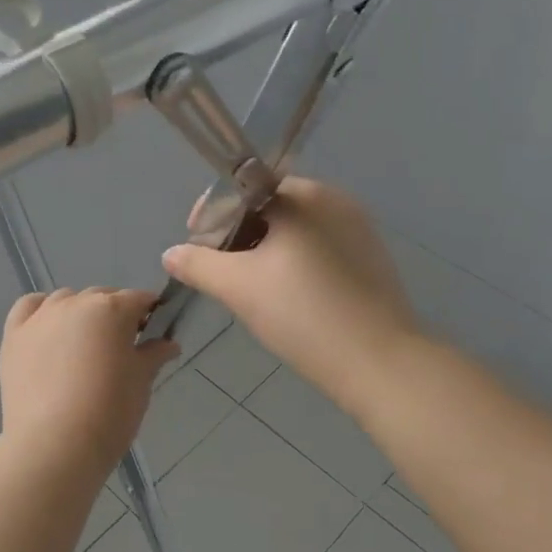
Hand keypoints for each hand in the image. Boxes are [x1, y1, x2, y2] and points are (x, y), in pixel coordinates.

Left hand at [0, 288, 180, 472]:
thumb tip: (168, 344)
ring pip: (66, 300)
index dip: (150, 314)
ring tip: (83, 346)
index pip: (138, 299)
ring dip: (80, 313)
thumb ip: (154, 355)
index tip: (154, 334)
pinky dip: (41, 311)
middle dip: (115, 315)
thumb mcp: (141, 382)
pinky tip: (49, 331)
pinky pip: (29, 308)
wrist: (55, 445)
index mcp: (112, 309)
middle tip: (121, 349)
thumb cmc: (109, 411)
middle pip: (102, 298)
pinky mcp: (14, 336)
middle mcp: (75, 303)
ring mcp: (41, 317)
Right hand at [161, 179, 419, 412]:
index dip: (214, 215)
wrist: (379, 362)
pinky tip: (287, 299)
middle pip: (271, 208)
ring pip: (296, 231)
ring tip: (248, 289)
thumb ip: (198, 264)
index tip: (197, 245)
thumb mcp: (238, 287)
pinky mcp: (372, 260)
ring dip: (266, 252)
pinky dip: (295, 265)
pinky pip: (320, 250)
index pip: (245, 188)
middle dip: (239, 236)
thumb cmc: (303, 313)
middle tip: (220, 272)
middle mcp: (336, 200)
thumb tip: (172, 253)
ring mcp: (359, 230)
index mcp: (304, 195)